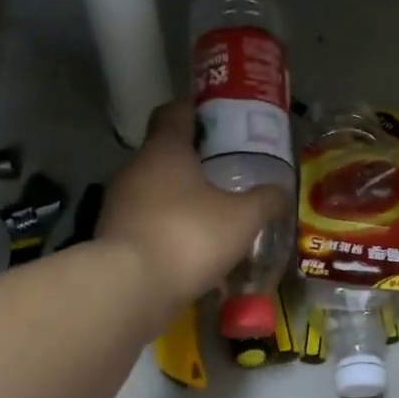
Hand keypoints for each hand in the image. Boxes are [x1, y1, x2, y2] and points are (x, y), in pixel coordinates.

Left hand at [97, 100, 287, 313]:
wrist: (131, 288)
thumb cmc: (189, 236)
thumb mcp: (243, 218)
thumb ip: (266, 201)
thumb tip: (282, 192)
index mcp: (165, 150)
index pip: (175, 112)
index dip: (196, 109)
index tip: (219, 115)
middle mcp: (136, 169)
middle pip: (166, 153)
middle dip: (196, 159)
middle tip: (229, 169)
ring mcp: (120, 204)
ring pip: (157, 190)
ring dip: (184, 198)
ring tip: (216, 212)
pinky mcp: (116, 237)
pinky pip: (150, 223)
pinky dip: (172, 229)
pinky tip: (196, 249)